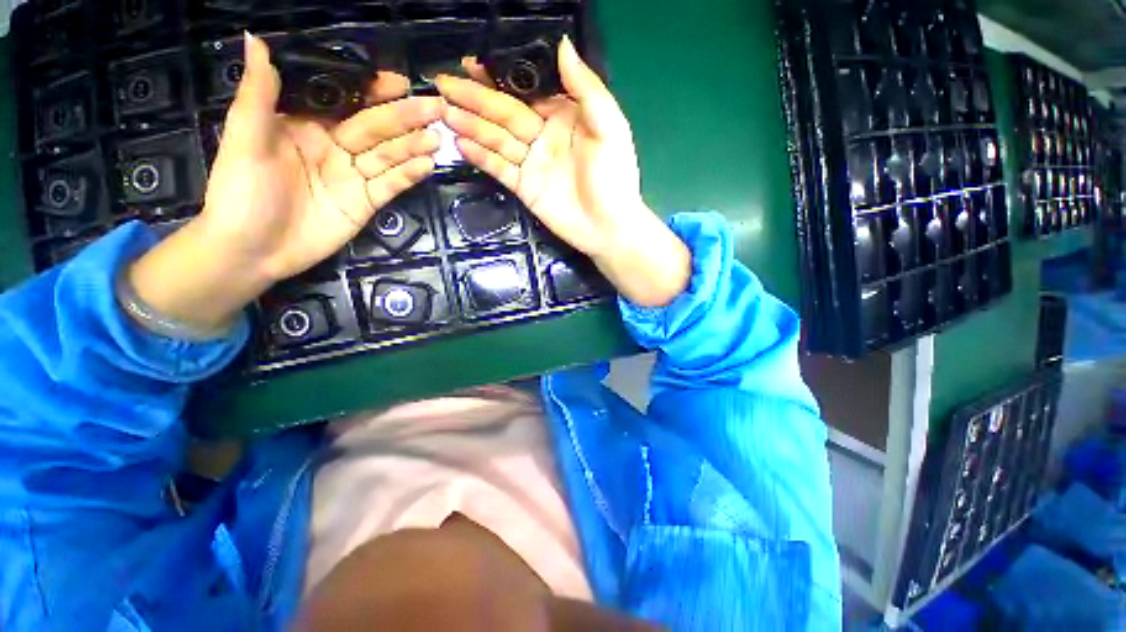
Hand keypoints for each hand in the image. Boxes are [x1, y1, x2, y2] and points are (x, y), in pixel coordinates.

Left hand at [128, 33, 444, 333]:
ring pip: (389, 156)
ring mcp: (354, 176)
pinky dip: (409, 175)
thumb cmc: (240, 192)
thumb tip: (258, 39)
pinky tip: (427, 165)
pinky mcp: (367, 203)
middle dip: (405, 117)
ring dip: (414, 146)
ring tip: (438, 138)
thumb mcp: (244, 139)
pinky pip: (391, 185)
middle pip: (375, 128)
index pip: (345, 101)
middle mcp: (335, 147)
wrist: (253, 250)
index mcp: (306, 125)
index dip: (371, 90)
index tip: (399, 82)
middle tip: (436, 108)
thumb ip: (259, 93)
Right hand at [436, 37, 689, 306]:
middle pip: (505, 112)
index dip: (500, 77)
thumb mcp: (609, 127)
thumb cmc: (614, 178)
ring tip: (443, 111)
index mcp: (565, 116)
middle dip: (474, 98)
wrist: (608, 227)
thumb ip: (585, 88)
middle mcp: (544, 136)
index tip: (473, 63)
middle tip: (443, 83)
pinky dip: (480, 157)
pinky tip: (459, 143)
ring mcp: (532, 163)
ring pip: (497, 138)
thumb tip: (562, 44)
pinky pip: (499, 168)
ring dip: (470, 125)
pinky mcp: (524, 187)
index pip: (527, 90)